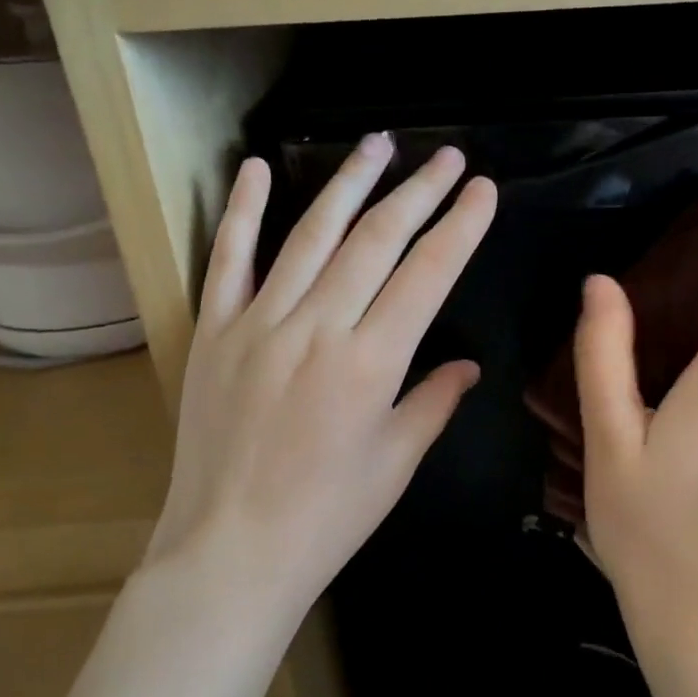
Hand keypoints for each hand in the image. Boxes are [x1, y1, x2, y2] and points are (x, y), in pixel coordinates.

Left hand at [147, 134, 497, 620]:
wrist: (230, 552)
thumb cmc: (328, 516)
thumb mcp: (397, 462)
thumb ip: (435, 401)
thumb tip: (468, 364)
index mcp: (371, 362)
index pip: (428, 274)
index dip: (461, 226)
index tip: (483, 189)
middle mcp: (317, 328)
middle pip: (376, 240)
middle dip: (418, 191)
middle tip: (447, 156)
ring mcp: (259, 323)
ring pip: (311, 235)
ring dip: (349, 183)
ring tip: (378, 144)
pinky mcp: (214, 331)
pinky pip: (228, 260)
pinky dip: (244, 212)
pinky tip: (257, 168)